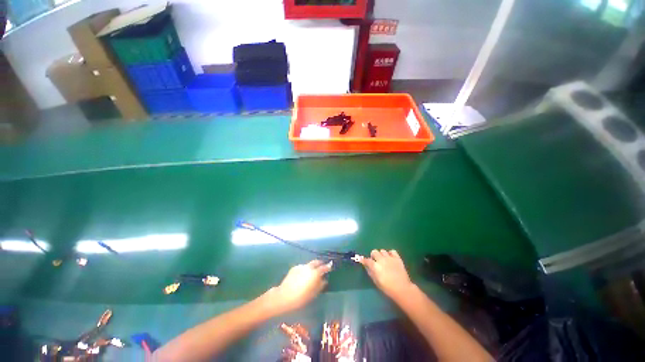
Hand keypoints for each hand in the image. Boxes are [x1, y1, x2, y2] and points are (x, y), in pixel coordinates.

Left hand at [271, 260, 332, 311]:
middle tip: (322, 267)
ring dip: (312, 267)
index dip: (328, 266)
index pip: (324, 267)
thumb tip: (324, 280)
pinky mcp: (294, 267)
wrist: (284, 296)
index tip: (331, 266)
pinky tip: (302, 276)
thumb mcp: (313, 293)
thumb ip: (320, 285)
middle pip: (316, 262)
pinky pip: (302, 267)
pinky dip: (304, 270)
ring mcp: (301, 266)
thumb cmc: (301, 297)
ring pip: (309, 264)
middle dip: (320, 263)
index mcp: (314, 273)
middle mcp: (308, 267)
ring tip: (311, 273)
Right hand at [359, 249, 413, 299]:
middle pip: (374, 252)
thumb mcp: (376, 282)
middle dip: (373, 256)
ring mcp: (390, 258)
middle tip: (375, 261)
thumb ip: (370, 272)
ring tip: (384, 260)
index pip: (367, 260)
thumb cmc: (388, 288)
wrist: (402, 289)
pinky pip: (392, 251)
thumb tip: (366, 266)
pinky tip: (390, 258)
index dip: (364, 260)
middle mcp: (381, 260)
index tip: (363, 260)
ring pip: (382, 251)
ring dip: (381, 255)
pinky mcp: (397, 258)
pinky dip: (390, 253)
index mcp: (375, 266)